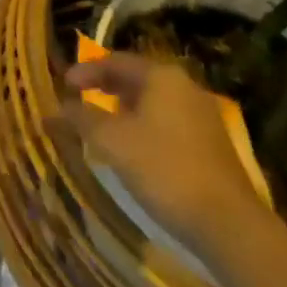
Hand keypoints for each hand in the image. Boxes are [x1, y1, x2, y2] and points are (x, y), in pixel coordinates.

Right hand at [64, 52, 264, 256]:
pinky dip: (145, 127)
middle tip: (80, 100)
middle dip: (106, 89)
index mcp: (162, 77)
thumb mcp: (112, 141)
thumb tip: (56, 108)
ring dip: (125, 110)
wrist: (229, 226)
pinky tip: (134, 150)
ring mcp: (203, 117)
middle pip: (136, 79)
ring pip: (154, 103)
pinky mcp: (213, 146)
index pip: (115, 61)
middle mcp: (185, 88)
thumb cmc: (164, 169)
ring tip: (103, 126)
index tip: (64, 85)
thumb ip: (82, 119)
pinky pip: (169, 123)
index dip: (86, 71)